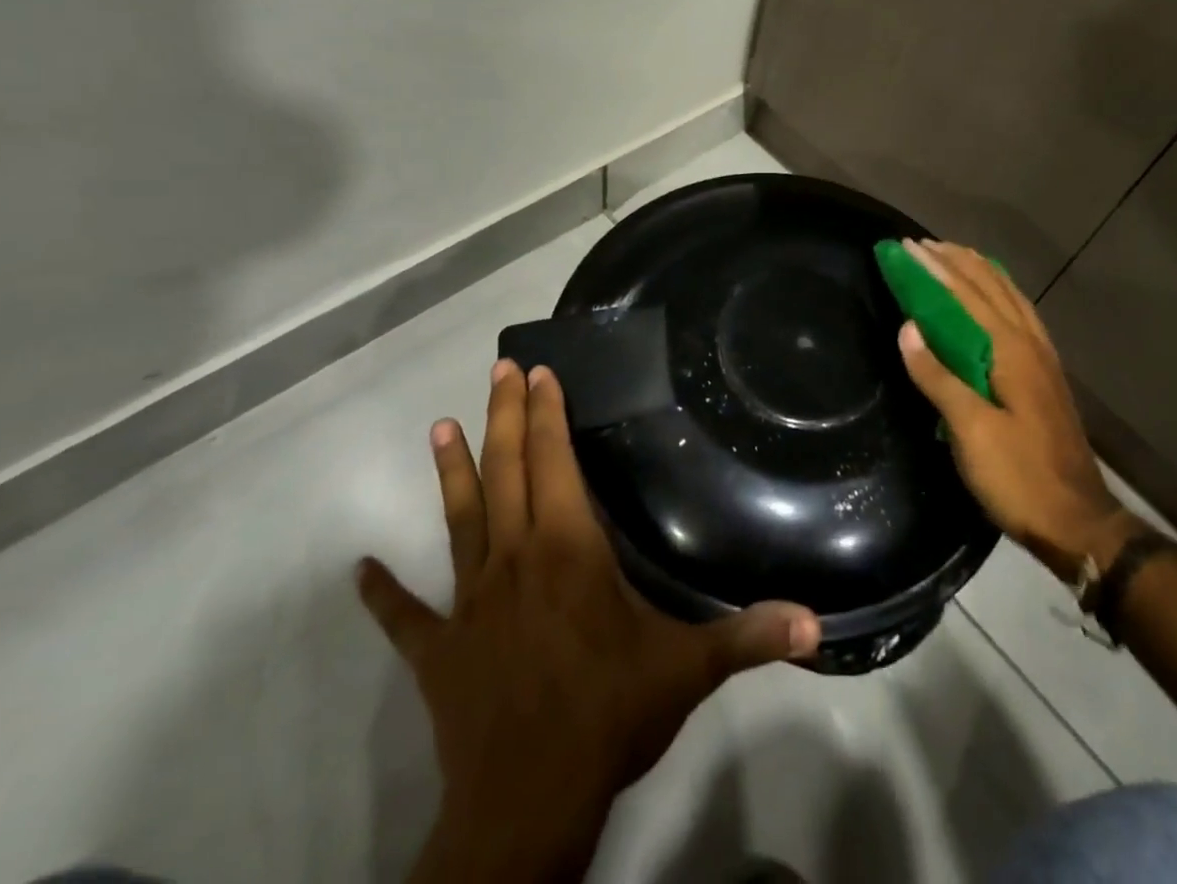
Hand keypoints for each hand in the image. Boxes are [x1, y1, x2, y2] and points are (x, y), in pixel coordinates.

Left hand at [357, 359, 820, 883]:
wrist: (526, 807)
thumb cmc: (608, 716)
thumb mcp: (689, 670)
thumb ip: (751, 637)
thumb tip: (817, 624)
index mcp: (567, 549)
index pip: (554, 462)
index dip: (546, 414)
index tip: (539, 372)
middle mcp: (514, 559)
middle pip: (505, 472)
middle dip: (503, 417)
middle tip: (499, 369)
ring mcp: (468, 604)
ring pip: (459, 521)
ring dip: (450, 473)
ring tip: (440, 427)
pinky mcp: (438, 653)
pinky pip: (405, 618)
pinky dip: (382, 595)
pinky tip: (359, 572)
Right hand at [895, 240, 1142, 582]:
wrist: (1079, 522)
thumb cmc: (1019, 477)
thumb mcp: (971, 432)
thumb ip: (939, 377)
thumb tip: (908, 327)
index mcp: (1010, 351)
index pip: (966, 296)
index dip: (935, 269)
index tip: (906, 247)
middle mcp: (1029, 343)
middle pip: (990, 287)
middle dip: (955, 261)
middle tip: (923, 244)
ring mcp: (1042, 358)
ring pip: (1009, 297)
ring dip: (979, 271)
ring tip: (954, 254)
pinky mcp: (1045, 374)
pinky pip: (1019, 314)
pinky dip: (999, 292)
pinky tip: (993, 296)